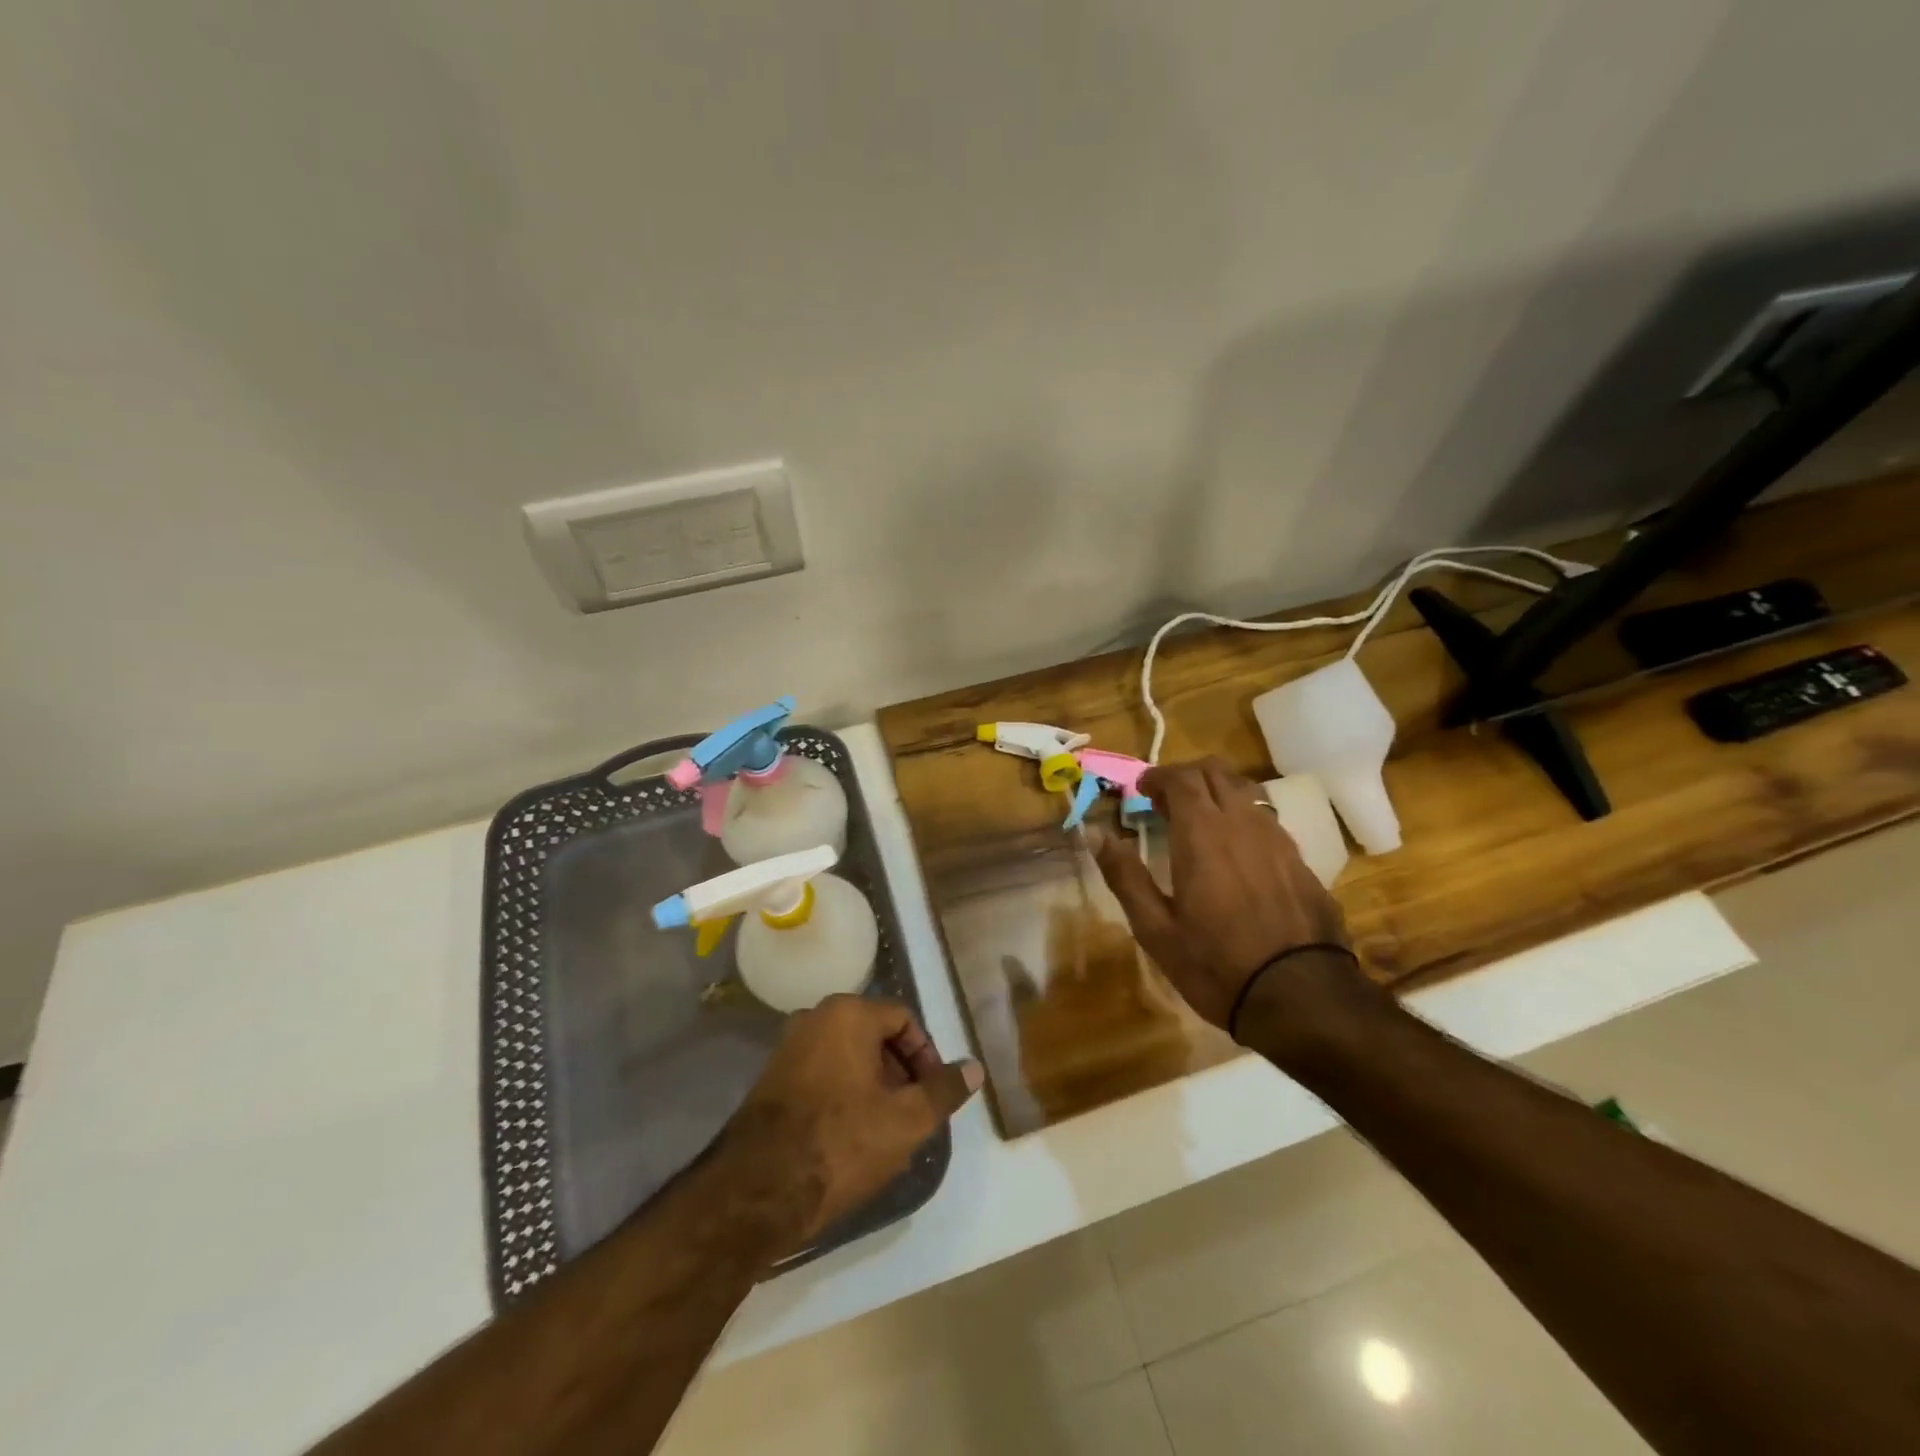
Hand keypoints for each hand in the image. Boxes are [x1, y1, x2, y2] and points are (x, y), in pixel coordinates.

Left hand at [718, 996, 981, 1247]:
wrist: (757, 1191)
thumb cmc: (840, 1143)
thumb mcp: (907, 1120)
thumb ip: (944, 1090)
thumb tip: (974, 1068)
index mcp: (848, 1014)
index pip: (903, 1019)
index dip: (927, 1056)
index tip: (934, 1094)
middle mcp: (814, 1018)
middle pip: (874, 1035)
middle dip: (900, 1072)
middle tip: (913, 1114)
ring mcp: (788, 1048)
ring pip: (848, 1057)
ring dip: (873, 1087)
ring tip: (885, 1131)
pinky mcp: (771, 1080)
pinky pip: (822, 1075)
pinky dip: (843, 1095)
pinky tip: (849, 1138)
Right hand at [1092, 757, 1356, 1038]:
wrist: (1302, 997)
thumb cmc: (1216, 964)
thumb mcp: (1155, 929)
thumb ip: (1125, 876)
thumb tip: (1097, 834)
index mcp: (1202, 834)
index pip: (1181, 778)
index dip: (1158, 776)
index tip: (1142, 790)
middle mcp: (1242, 823)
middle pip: (1216, 771)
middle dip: (1187, 775)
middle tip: (1166, 801)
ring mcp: (1278, 839)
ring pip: (1245, 791)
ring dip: (1216, 793)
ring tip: (1199, 822)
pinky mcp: (1300, 861)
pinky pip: (1266, 820)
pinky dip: (1241, 818)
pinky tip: (1234, 852)